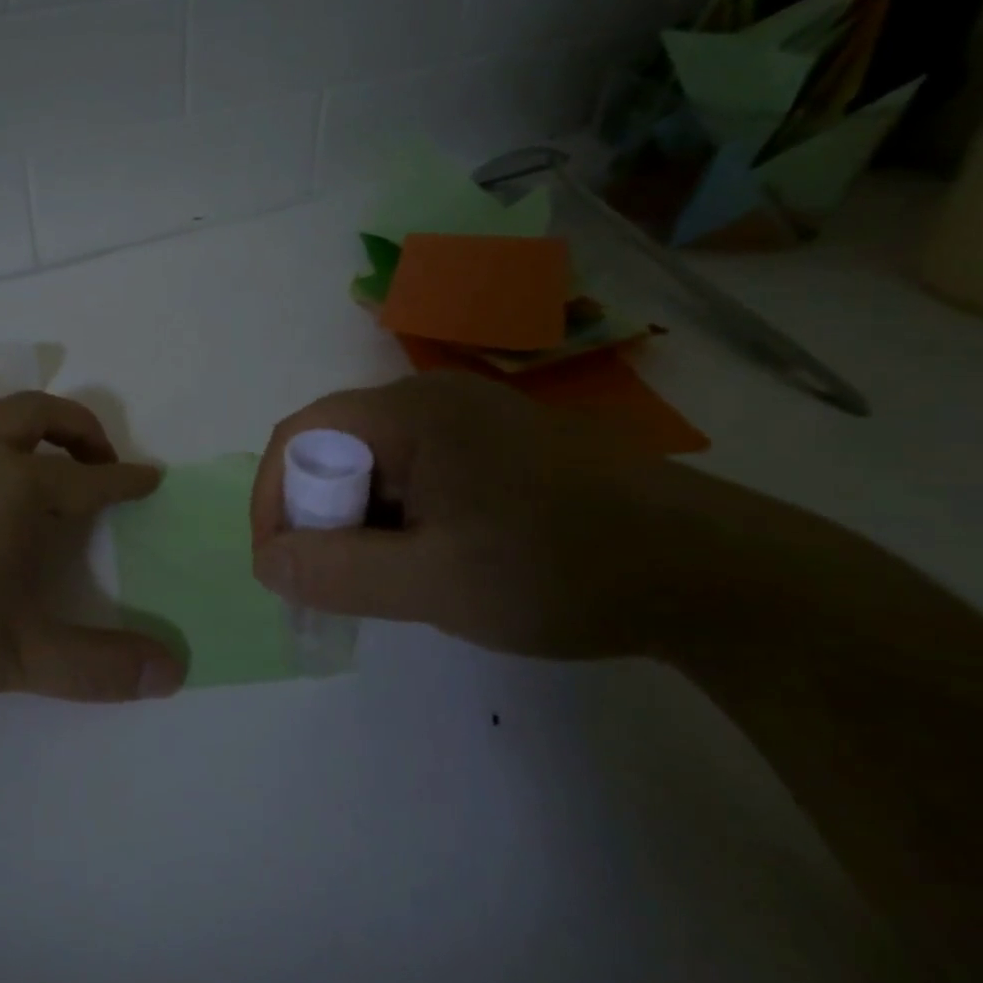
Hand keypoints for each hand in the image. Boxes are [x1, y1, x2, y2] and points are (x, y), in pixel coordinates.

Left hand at [0, 384, 184, 708]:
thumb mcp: (18, 658)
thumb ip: (99, 667)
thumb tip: (174, 672)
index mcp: (14, 486)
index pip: (89, 479)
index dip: (127, 480)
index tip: (152, 478)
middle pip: (35, 411)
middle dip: (77, 427)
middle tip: (98, 455)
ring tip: (9, 440)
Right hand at [250, 373, 741, 659]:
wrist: (715, 574)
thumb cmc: (563, 569)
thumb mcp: (436, 584)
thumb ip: (338, 573)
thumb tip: (266, 563)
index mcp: (411, 412)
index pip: (301, 434)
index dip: (273, 497)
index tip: (280, 567)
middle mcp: (432, 399)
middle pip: (336, 447)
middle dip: (317, 515)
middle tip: (331, 583)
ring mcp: (469, 419)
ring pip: (376, 464)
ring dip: (359, 520)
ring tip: (384, 581)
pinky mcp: (496, 445)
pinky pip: (416, 473)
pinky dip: (399, 517)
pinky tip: (429, 561)